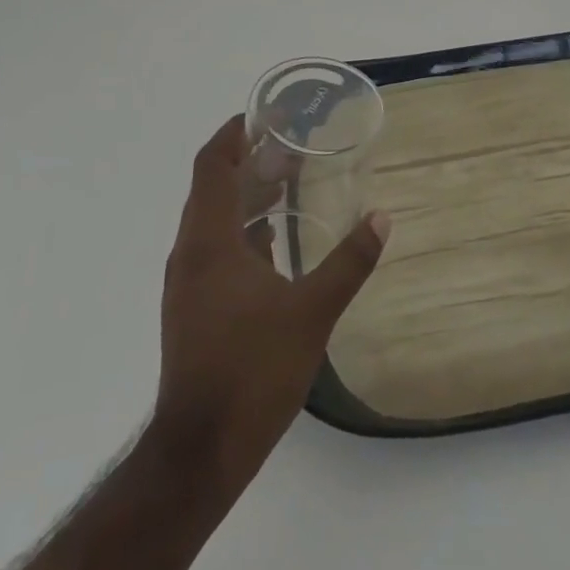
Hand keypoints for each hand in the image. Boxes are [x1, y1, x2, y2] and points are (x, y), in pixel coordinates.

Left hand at [152, 115, 389, 488]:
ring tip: (287, 183)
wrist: (199, 454)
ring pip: (213, 219)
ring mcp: (188, 283)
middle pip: (212, 187)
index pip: (212, 165)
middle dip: (248, 161)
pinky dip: (243, 231)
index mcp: (209, 241)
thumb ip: (348, 262)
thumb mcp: (311, 313)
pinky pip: (215, 249)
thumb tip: (381, 217)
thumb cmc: (251, 372)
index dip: (234, 133)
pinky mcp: (192, 308)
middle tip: (289, 145)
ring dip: (246, 196)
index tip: (265, 116)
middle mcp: (191, 253)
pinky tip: (275, 243)